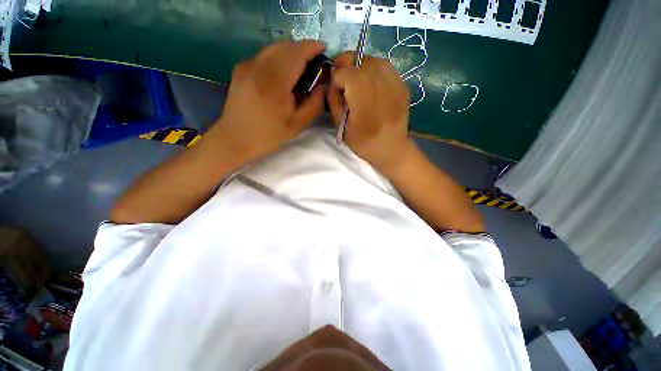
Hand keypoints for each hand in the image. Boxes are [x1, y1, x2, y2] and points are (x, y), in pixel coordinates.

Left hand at [209, 40, 327, 159]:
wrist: (235, 138)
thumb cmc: (268, 135)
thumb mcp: (297, 125)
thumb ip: (314, 104)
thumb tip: (323, 85)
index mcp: (275, 82)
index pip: (297, 53)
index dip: (311, 47)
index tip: (323, 48)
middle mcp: (259, 66)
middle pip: (285, 46)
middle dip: (302, 49)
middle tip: (313, 63)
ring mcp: (247, 65)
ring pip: (273, 48)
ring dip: (290, 53)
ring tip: (299, 69)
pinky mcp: (240, 69)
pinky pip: (264, 56)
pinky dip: (277, 58)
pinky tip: (281, 75)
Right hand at [328, 52, 414, 173]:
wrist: (391, 149)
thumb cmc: (363, 143)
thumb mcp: (341, 127)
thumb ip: (334, 101)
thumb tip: (333, 80)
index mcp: (363, 104)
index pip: (346, 73)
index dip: (336, 77)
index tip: (335, 88)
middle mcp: (381, 89)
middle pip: (361, 61)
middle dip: (346, 64)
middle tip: (341, 76)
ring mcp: (396, 85)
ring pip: (374, 60)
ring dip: (360, 65)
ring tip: (356, 78)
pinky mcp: (403, 86)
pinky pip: (386, 67)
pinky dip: (374, 69)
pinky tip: (371, 82)